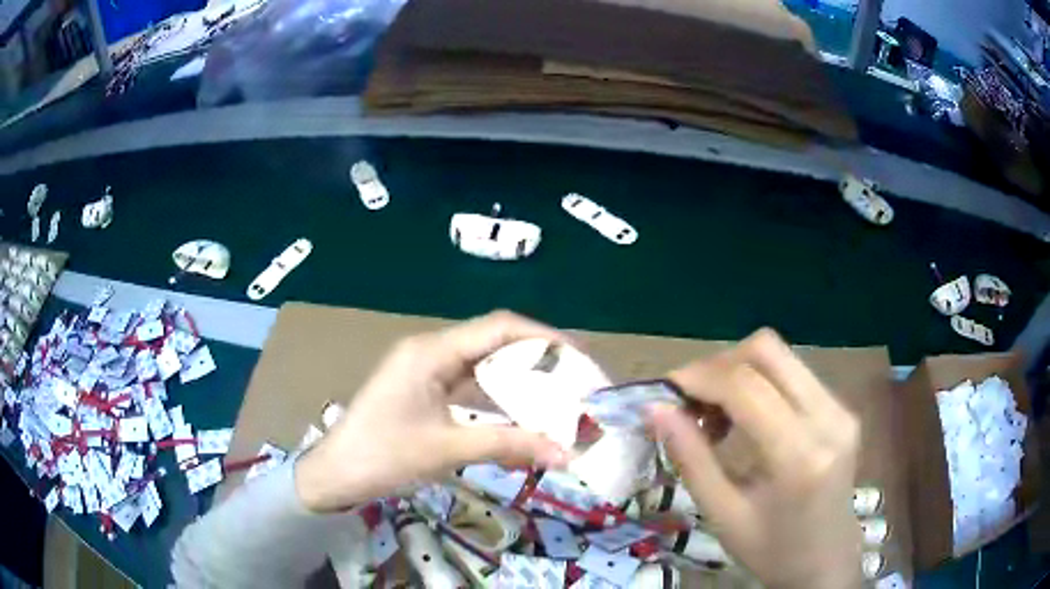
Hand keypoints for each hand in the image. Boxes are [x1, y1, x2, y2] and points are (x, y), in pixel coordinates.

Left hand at [295, 311, 572, 512]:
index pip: (499, 327)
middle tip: (577, 382)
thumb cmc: (382, 455)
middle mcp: (431, 351)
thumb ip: (507, 445)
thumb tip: (565, 453)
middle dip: (538, 360)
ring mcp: (426, 371)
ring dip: (520, 380)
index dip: (544, 338)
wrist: (335, 475)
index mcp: (431, 351)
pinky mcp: (425, 391)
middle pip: (495, 343)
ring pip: (484, 365)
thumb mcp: (446, 450)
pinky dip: (499, 398)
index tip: (581, 358)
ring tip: (559, 397)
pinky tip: (522, 415)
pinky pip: (471, 386)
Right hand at [646, 329, 862, 588]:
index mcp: (800, 455)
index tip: (666, 391)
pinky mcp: (842, 408)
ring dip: (738, 372)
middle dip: (719, 364)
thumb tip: (655, 409)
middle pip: (767, 350)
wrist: (826, 561)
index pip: (746, 385)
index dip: (699, 377)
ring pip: (781, 356)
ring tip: (716, 414)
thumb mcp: (723, 515)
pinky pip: (794, 374)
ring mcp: (841, 408)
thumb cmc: (771, 551)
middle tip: (691, 400)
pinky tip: (746, 419)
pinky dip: (759, 384)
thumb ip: (691, 458)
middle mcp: (828, 417)